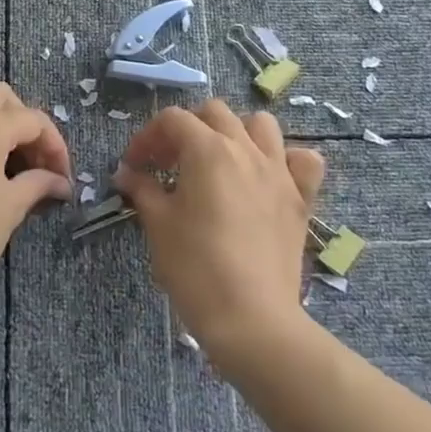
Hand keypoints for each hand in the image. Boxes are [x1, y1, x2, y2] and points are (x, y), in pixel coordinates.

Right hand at [115, 100, 325, 374]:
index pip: (172, 120)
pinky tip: (268, 178)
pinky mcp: (301, 199)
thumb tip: (127, 174)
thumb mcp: (158, 224)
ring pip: (261, 125)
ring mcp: (278, 172)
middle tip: (170, 163)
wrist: (251, 318)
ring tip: (219, 161)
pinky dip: (287, 160)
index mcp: (207, 149)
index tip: (134, 166)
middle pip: (214, 113)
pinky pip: (303, 160)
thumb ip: (142, 189)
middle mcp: (246, 149)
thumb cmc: (195, 267)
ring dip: (236, 132)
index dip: (147, 137)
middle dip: (187, 129)